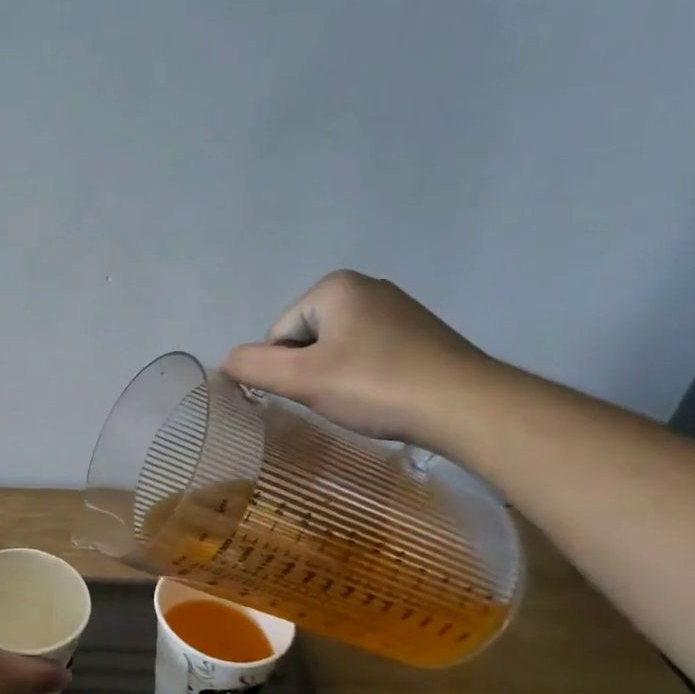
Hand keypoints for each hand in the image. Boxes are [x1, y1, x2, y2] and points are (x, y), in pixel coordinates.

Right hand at [221, 270, 496, 446]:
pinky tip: (385, 397)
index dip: (286, 369)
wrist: (468, 407)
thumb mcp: (302, 379)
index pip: (279, 333)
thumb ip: (253, 366)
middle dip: (312, 371)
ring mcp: (399, 309)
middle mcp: (367, 287)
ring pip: (339, 350)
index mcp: (335, 286)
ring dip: (339, 377)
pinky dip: (368, 378)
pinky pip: (371, 355)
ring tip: (363, 401)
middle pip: (308, 339)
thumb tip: (226, 362)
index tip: (314, 392)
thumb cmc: (376, 385)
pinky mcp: (422, 335)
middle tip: (338, 399)